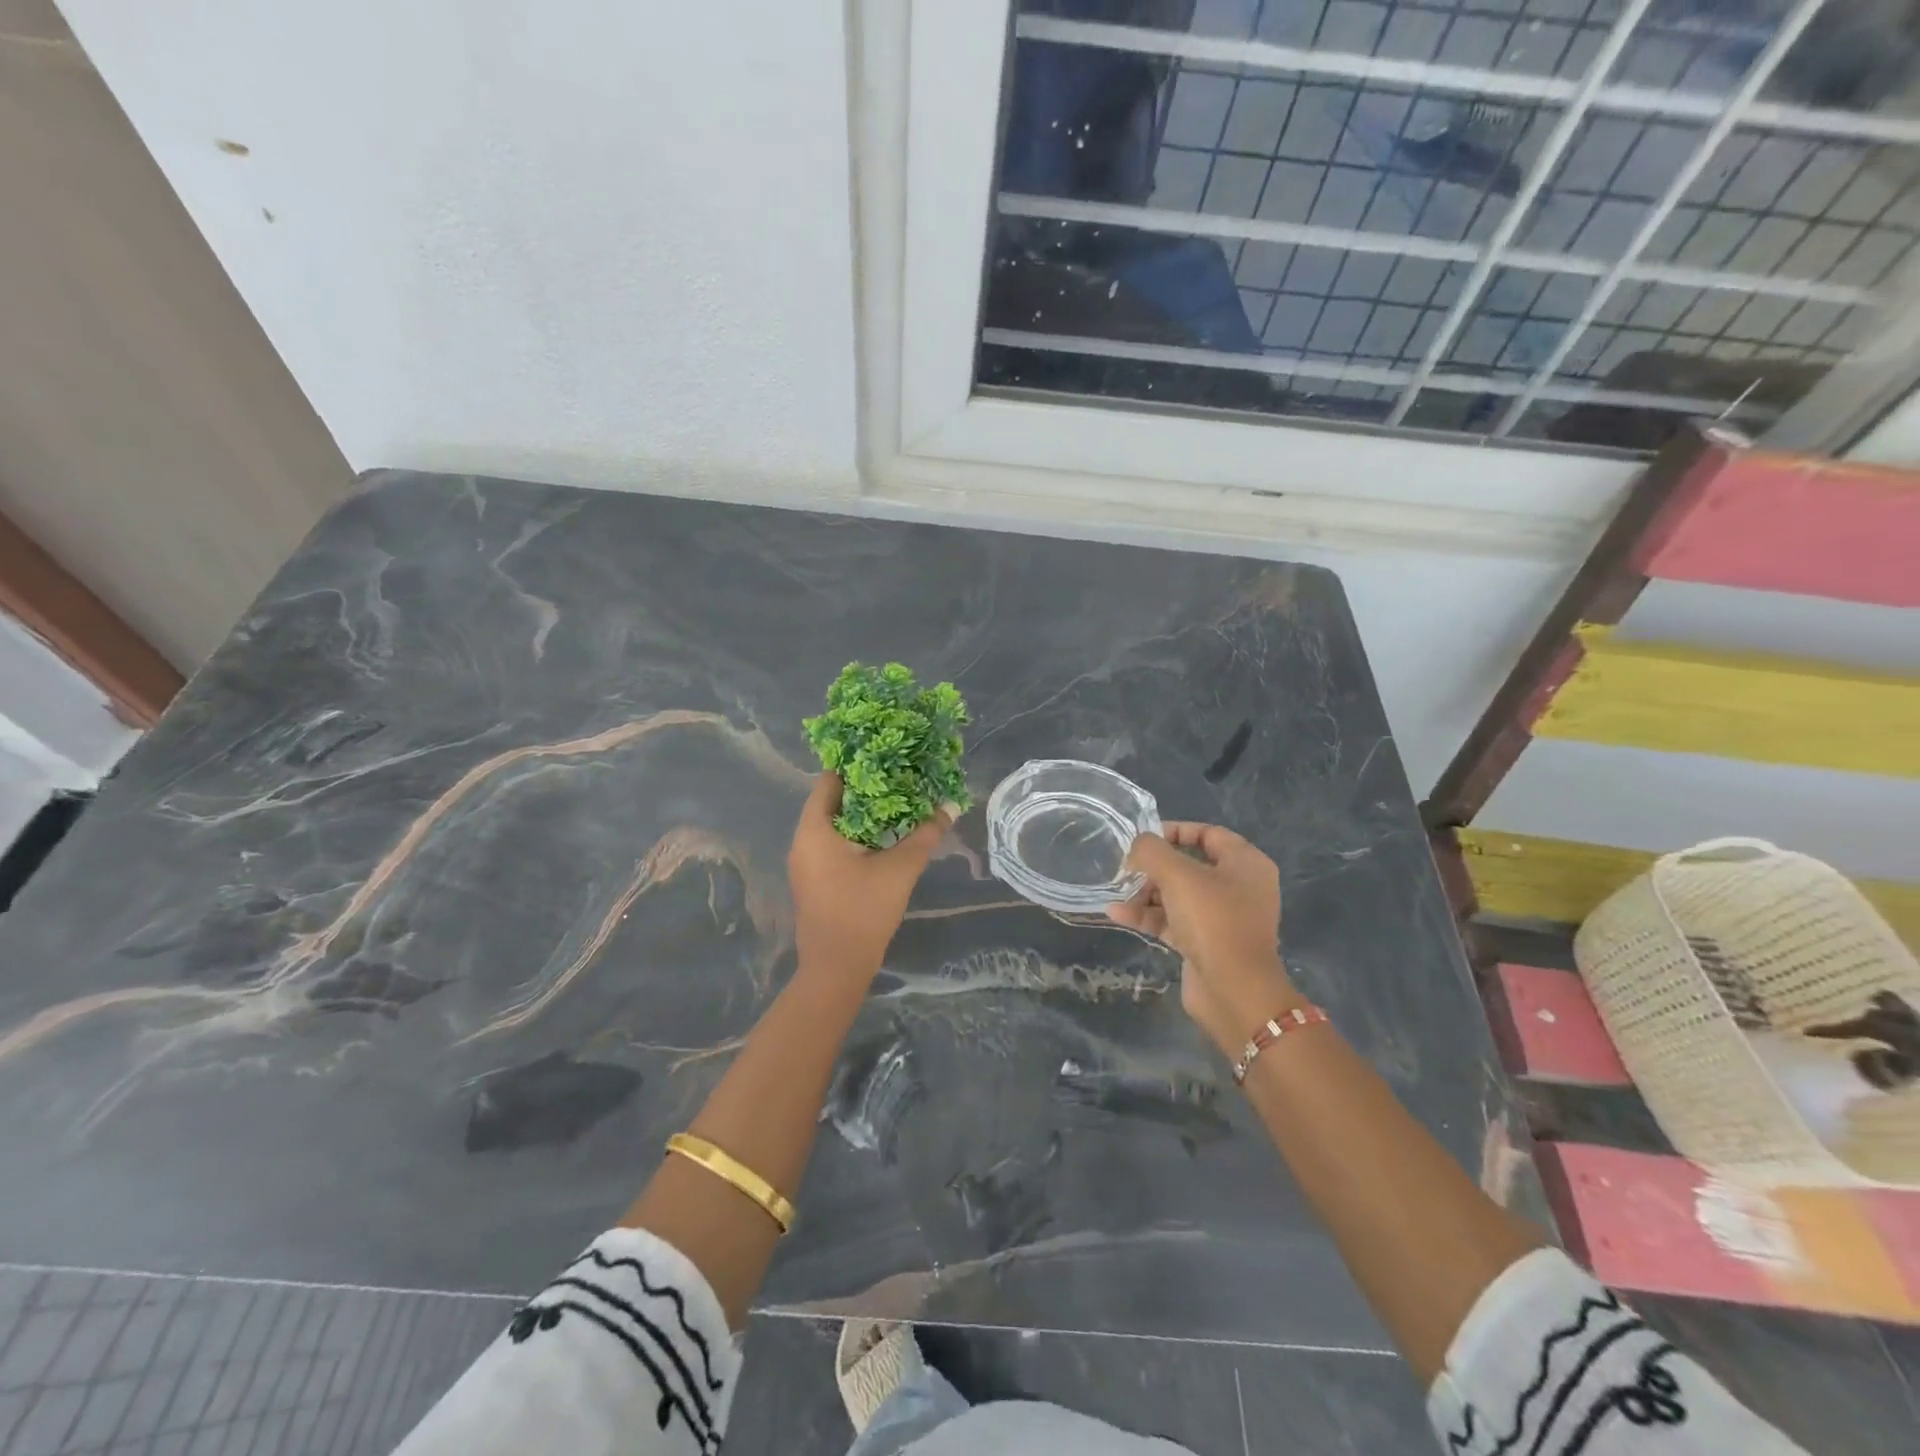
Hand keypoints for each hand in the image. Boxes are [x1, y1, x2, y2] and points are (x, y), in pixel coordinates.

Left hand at [787, 775, 951, 980]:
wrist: (837, 968)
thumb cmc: (863, 911)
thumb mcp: (900, 869)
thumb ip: (925, 835)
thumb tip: (951, 806)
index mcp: (814, 829)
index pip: (830, 780)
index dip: (857, 764)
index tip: (885, 754)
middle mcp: (803, 840)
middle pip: (831, 800)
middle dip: (865, 788)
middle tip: (898, 775)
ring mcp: (805, 862)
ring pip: (833, 824)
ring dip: (862, 813)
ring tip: (897, 800)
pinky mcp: (813, 879)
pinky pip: (832, 843)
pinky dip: (855, 834)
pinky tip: (884, 835)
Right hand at [1108, 822, 1304, 1055]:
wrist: (1234, 991)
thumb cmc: (1212, 920)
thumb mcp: (1178, 875)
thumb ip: (1152, 851)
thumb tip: (1137, 846)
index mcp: (1245, 863)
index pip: (1208, 834)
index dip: (1175, 831)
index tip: (1143, 838)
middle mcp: (1238, 887)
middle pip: (1189, 865)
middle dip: (1154, 867)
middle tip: (1125, 868)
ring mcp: (1223, 918)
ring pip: (1178, 895)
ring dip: (1145, 893)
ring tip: (1116, 892)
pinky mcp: (1206, 943)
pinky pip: (1173, 921)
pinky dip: (1148, 916)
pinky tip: (1116, 913)